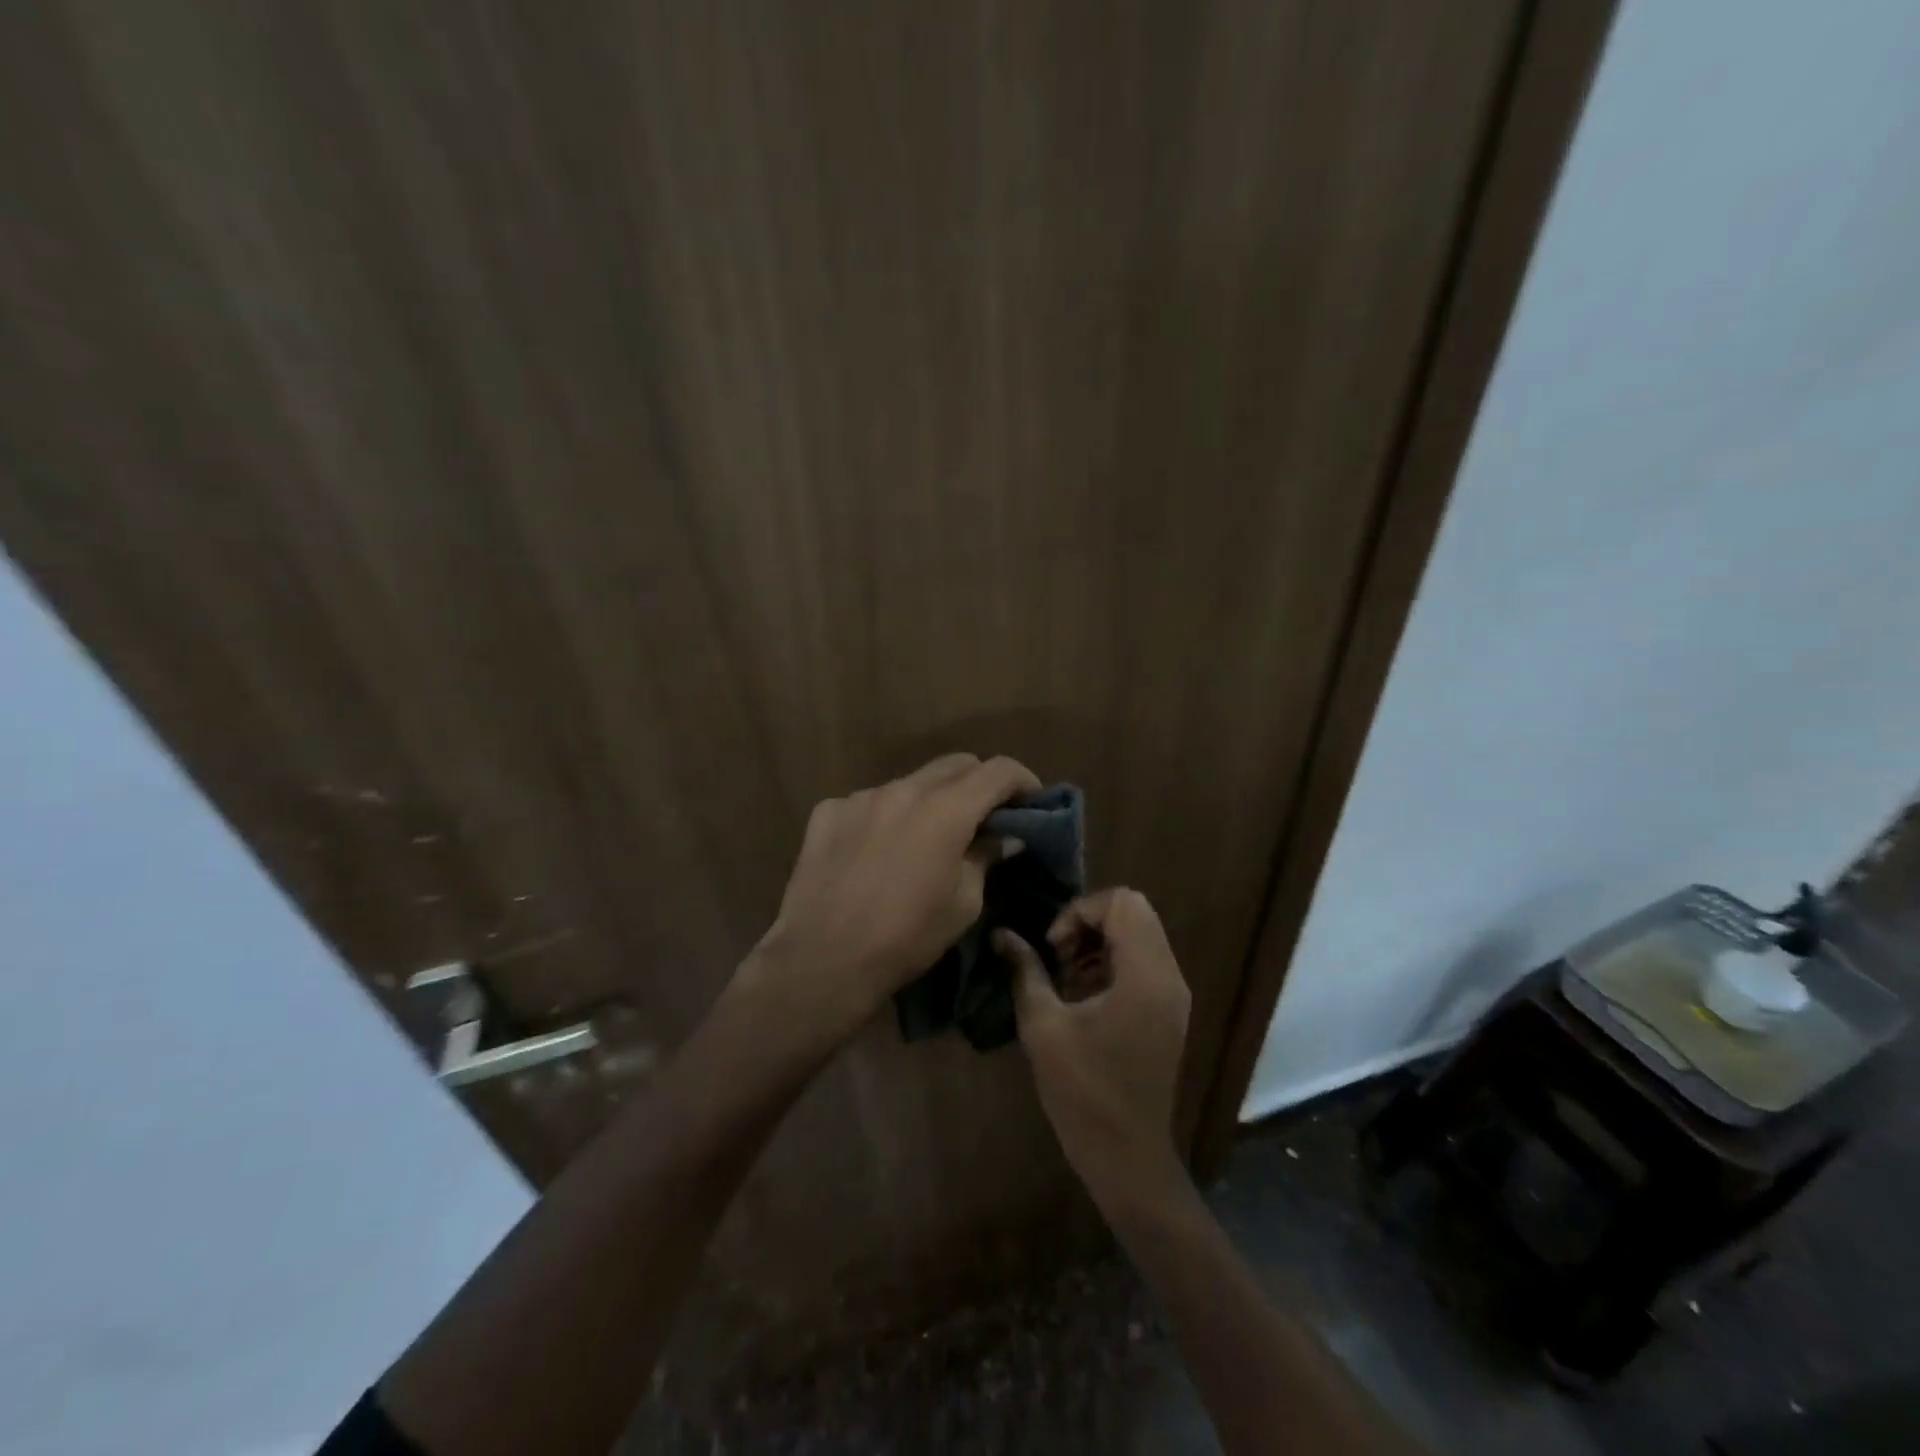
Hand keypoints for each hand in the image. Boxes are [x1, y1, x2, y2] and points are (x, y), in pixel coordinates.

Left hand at [741, 753, 1040, 1047]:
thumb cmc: (906, 938)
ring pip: (910, 783)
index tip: (1031, 802)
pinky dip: (886, 817)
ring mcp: (861, 797)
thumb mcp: (964, 904)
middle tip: (985, 818)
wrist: (823, 960)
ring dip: (929, 800)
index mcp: (945, 810)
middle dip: (978, 784)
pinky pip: (869, 802)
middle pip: (955, 765)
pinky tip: (877, 852)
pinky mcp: (828, 812)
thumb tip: (1003, 838)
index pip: (998, 770)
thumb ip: (985, 858)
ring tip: (925, 839)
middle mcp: (903, 789)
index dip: (1022, 781)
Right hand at [998, 889, 1191, 1206]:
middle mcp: (1169, 977)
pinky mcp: (1168, 1011)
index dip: (1079, 913)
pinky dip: (1112, 961)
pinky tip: (1083, 994)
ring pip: (1140, 934)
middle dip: (1089, 922)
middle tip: (1058, 956)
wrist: (1128, 1157)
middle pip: (1134, 912)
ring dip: (1100, 941)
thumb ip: (1025, 971)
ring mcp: (1173, 995)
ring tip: (1066, 976)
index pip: (1121, 903)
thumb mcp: (1043, 1027)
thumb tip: (1001, 934)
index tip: (1054, 949)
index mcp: (1145, 976)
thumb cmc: (1083, 1092)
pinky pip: (1143, 961)